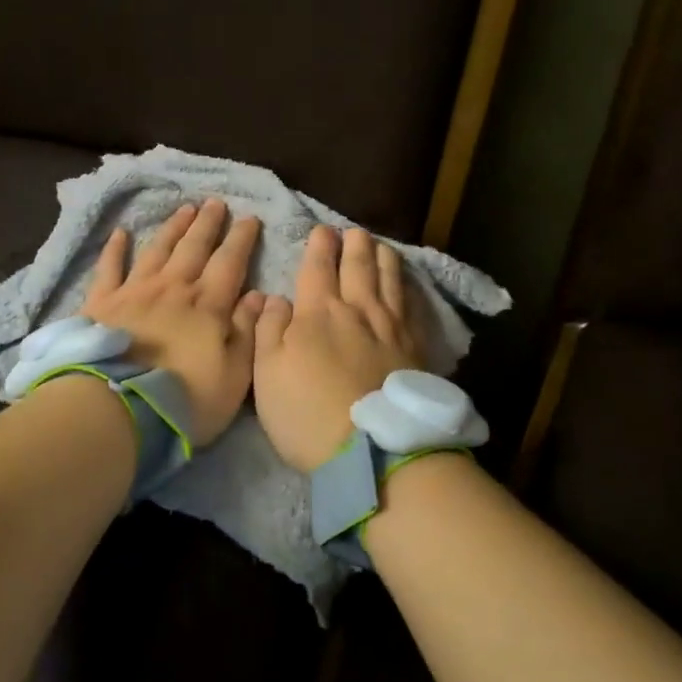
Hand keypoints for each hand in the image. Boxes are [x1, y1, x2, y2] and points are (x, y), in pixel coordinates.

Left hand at [80, 199, 264, 444]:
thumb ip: (247, 333)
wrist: (116, 407)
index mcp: (207, 305)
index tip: (249, 217)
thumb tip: (257, 296)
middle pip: (194, 247)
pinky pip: (109, 267)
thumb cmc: (182, 399)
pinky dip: (115, 248)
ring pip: (158, 249)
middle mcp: (172, 288)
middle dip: (207, 223)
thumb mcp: (233, 377)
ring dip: (173, 227)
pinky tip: (120, 233)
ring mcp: (134, 291)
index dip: (241, 239)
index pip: (229, 263)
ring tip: (184, 208)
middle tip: (215, 202)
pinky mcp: (101, 303)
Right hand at [254, 226, 422, 471]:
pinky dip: (407, 288)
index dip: (319, 246)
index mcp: (318, 313)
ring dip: (383, 258)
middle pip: (358, 267)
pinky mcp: (414, 350)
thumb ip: (269, 330)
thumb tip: (275, 298)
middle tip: (353, 231)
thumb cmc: (307, 413)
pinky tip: (407, 286)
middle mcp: (357, 311)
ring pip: (389, 281)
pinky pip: (412, 307)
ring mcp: (391, 329)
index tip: (322, 230)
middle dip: (354, 245)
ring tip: (380, 245)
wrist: (373, 450)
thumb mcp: (267, 373)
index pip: (318, 268)